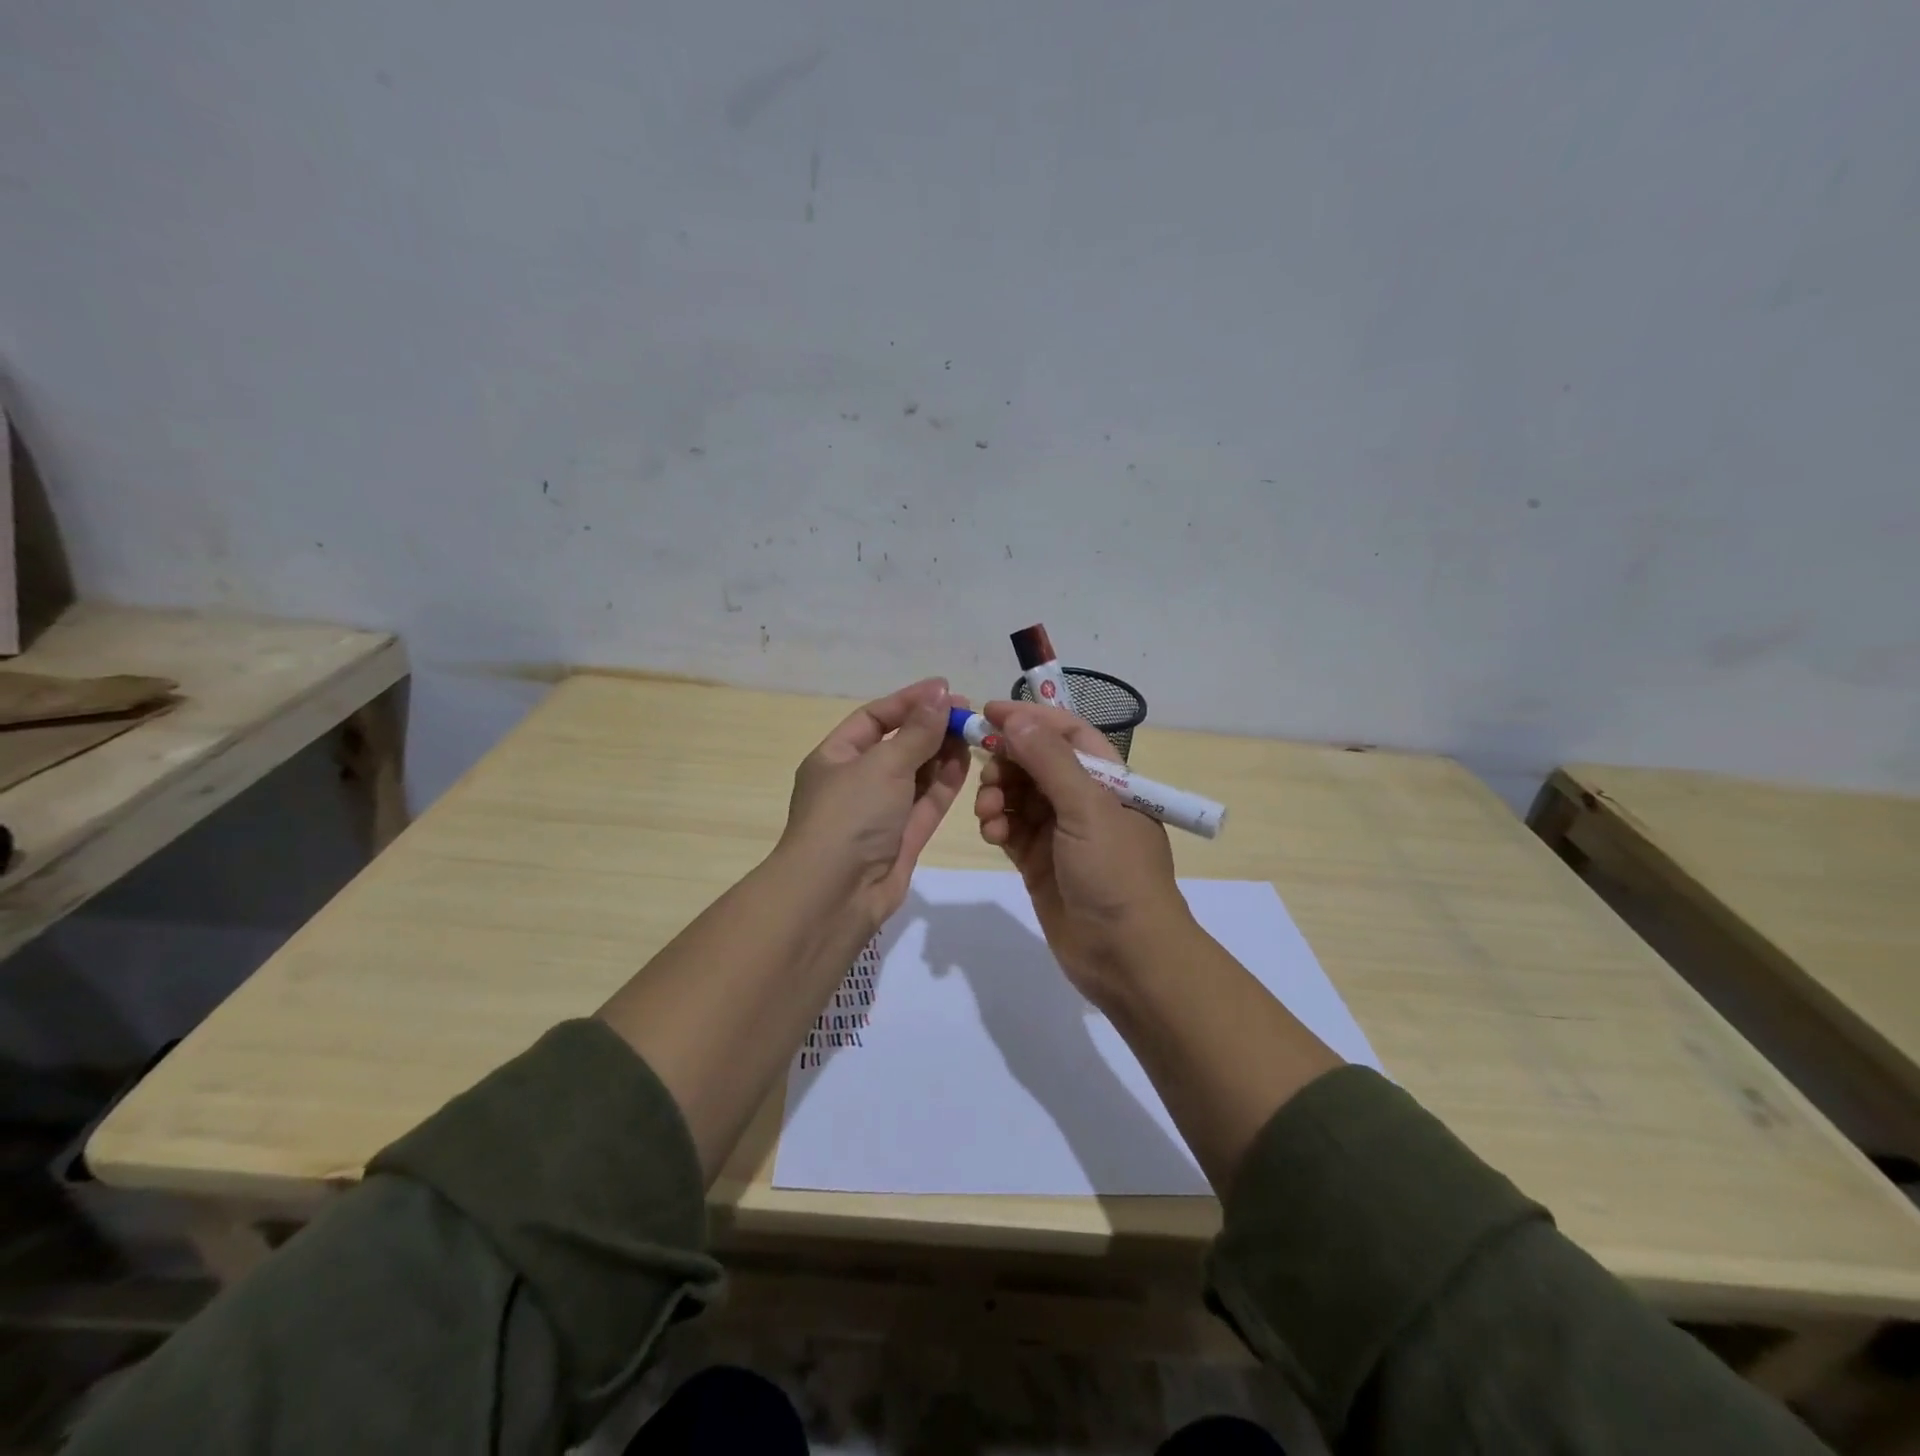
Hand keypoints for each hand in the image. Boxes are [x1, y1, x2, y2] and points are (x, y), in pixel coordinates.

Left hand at [779, 678, 972, 932]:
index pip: (874, 719)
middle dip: (930, 727)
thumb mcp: (883, 764)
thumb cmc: (850, 816)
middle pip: (898, 745)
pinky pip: (926, 803)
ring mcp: (880, 812)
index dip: (909, 702)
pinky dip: (945, 782)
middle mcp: (856, 782)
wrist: (836, 895)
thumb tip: (941, 693)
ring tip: (974, 733)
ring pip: (916, 774)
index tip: (946, 689)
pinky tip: (966, 761)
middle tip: (969, 714)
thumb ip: (917, 731)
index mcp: (835, 758)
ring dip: (942, 753)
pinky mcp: (902, 839)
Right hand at [972, 701, 1190, 996]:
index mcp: (1108, 779)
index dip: (1030, 719)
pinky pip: (1010, 828)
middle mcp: (1083, 800)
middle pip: (1036, 762)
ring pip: (1018, 795)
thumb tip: (1017, 719)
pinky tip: (992, 833)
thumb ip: (1050, 761)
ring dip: (998, 795)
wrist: (1125, 955)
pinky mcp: (1039, 861)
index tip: (988, 713)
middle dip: (1008, 762)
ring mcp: (1060, 832)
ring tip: (989, 813)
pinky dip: (997, 824)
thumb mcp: (1087, 809)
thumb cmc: (1115, 873)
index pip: (1067, 732)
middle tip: (987, 774)